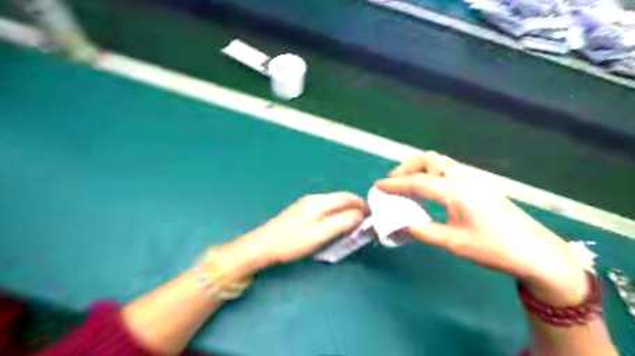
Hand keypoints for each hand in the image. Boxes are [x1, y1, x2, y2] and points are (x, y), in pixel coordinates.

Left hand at [224, 194, 364, 270]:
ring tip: (352, 227)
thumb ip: (342, 222)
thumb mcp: (321, 233)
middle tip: (364, 224)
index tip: (372, 217)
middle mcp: (314, 199)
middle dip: (354, 209)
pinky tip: (335, 228)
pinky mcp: (301, 213)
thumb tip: (360, 214)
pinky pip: (324, 211)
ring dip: (345, 213)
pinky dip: (335, 217)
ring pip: (332, 206)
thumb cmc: (292, 241)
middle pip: (340, 200)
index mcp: (319, 201)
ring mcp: (306, 205)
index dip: (361, 205)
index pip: (347, 197)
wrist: (263, 246)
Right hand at [373, 152, 587, 304]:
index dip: (395, 184)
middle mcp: (463, 178)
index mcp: (455, 191)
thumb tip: (402, 225)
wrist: (537, 252)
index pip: (417, 182)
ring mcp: (474, 179)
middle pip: (429, 160)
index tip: (378, 186)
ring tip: (408, 183)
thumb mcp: (453, 243)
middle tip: (393, 182)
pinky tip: (430, 189)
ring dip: (420, 168)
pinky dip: (433, 173)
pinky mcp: (480, 184)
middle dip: (407, 167)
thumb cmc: (494, 248)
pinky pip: (450, 169)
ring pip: (441, 162)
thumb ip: (423, 231)